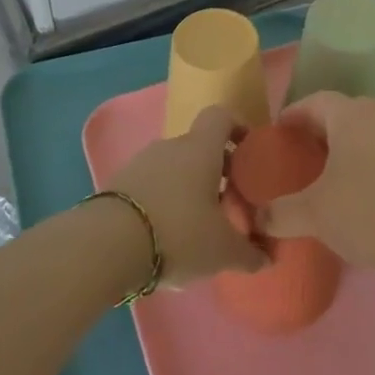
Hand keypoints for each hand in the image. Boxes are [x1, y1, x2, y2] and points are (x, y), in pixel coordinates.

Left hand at [112, 108, 266, 285]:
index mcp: (201, 148)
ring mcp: (140, 163)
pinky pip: (151, 185)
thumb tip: (268, 258)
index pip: (221, 116)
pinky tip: (166, 236)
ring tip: (197, 226)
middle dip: (216, 171)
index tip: (249, 153)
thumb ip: (249, 253)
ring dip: (188, 189)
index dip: (238, 128)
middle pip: (199, 147)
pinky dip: (163, 202)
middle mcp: (171, 146)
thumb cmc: (179, 233)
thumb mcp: (222, 250)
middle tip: (228, 203)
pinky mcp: (118, 185)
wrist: (106, 245)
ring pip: (174, 168)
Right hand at [256, 93, 374, 276]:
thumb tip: (257, 217)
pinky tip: (372, 194)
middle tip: (303, 157)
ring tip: (336, 177)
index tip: (279, 132)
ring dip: (351, 148)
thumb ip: (281, 213)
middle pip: (343, 114)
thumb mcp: (316, 215)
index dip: (293, 115)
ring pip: (370, 133)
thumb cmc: (372, 212)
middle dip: (321, 131)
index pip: (314, 101)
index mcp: (350, 115)